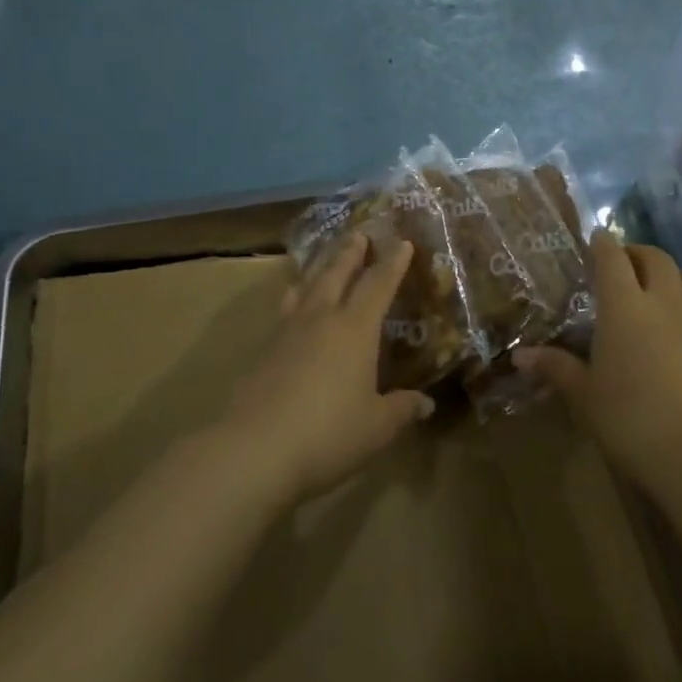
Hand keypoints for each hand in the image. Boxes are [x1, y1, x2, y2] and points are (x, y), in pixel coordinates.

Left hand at [226, 234, 434, 502]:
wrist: (255, 449)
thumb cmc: (328, 434)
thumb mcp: (376, 427)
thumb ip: (402, 409)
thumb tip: (426, 403)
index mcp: (355, 329)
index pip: (378, 284)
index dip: (393, 262)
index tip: (402, 242)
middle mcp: (322, 318)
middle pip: (337, 273)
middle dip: (351, 252)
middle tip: (360, 232)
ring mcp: (288, 331)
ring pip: (306, 286)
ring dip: (320, 267)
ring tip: (324, 258)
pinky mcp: (263, 350)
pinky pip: (285, 309)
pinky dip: (295, 296)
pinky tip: (293, 305)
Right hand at [514, 233, 681, 495]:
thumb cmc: (631, 419)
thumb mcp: (585, 396)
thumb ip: (556, 368)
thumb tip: (520, 355)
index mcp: (624, 306)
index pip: (612, 258)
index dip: (603, 244)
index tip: (596, 239)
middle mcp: (665, 301)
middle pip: (656, 258)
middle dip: (638, 253)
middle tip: (625, 263)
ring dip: (674, 275)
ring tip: (662, 291)